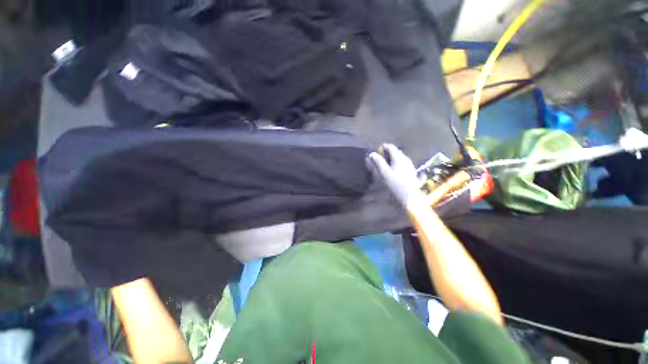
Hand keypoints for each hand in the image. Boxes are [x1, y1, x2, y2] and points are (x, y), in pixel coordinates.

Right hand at [367, 144, 421, 205]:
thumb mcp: (384, 173)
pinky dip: (395, 165)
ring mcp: (410, 165)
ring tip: (384, 169)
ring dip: (390, 160)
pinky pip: (402, 164)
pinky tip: (393, 173)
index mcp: (399, 157)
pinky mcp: (411, 172)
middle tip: (378, 163)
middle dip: (385, 155)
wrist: (410, 198)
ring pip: (398, 158)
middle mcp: (405, 159)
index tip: (375, 156)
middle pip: (394, 152)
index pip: (390, 146)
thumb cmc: (395, 185)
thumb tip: (372, 153)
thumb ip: (378, 162)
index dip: (381, 149)